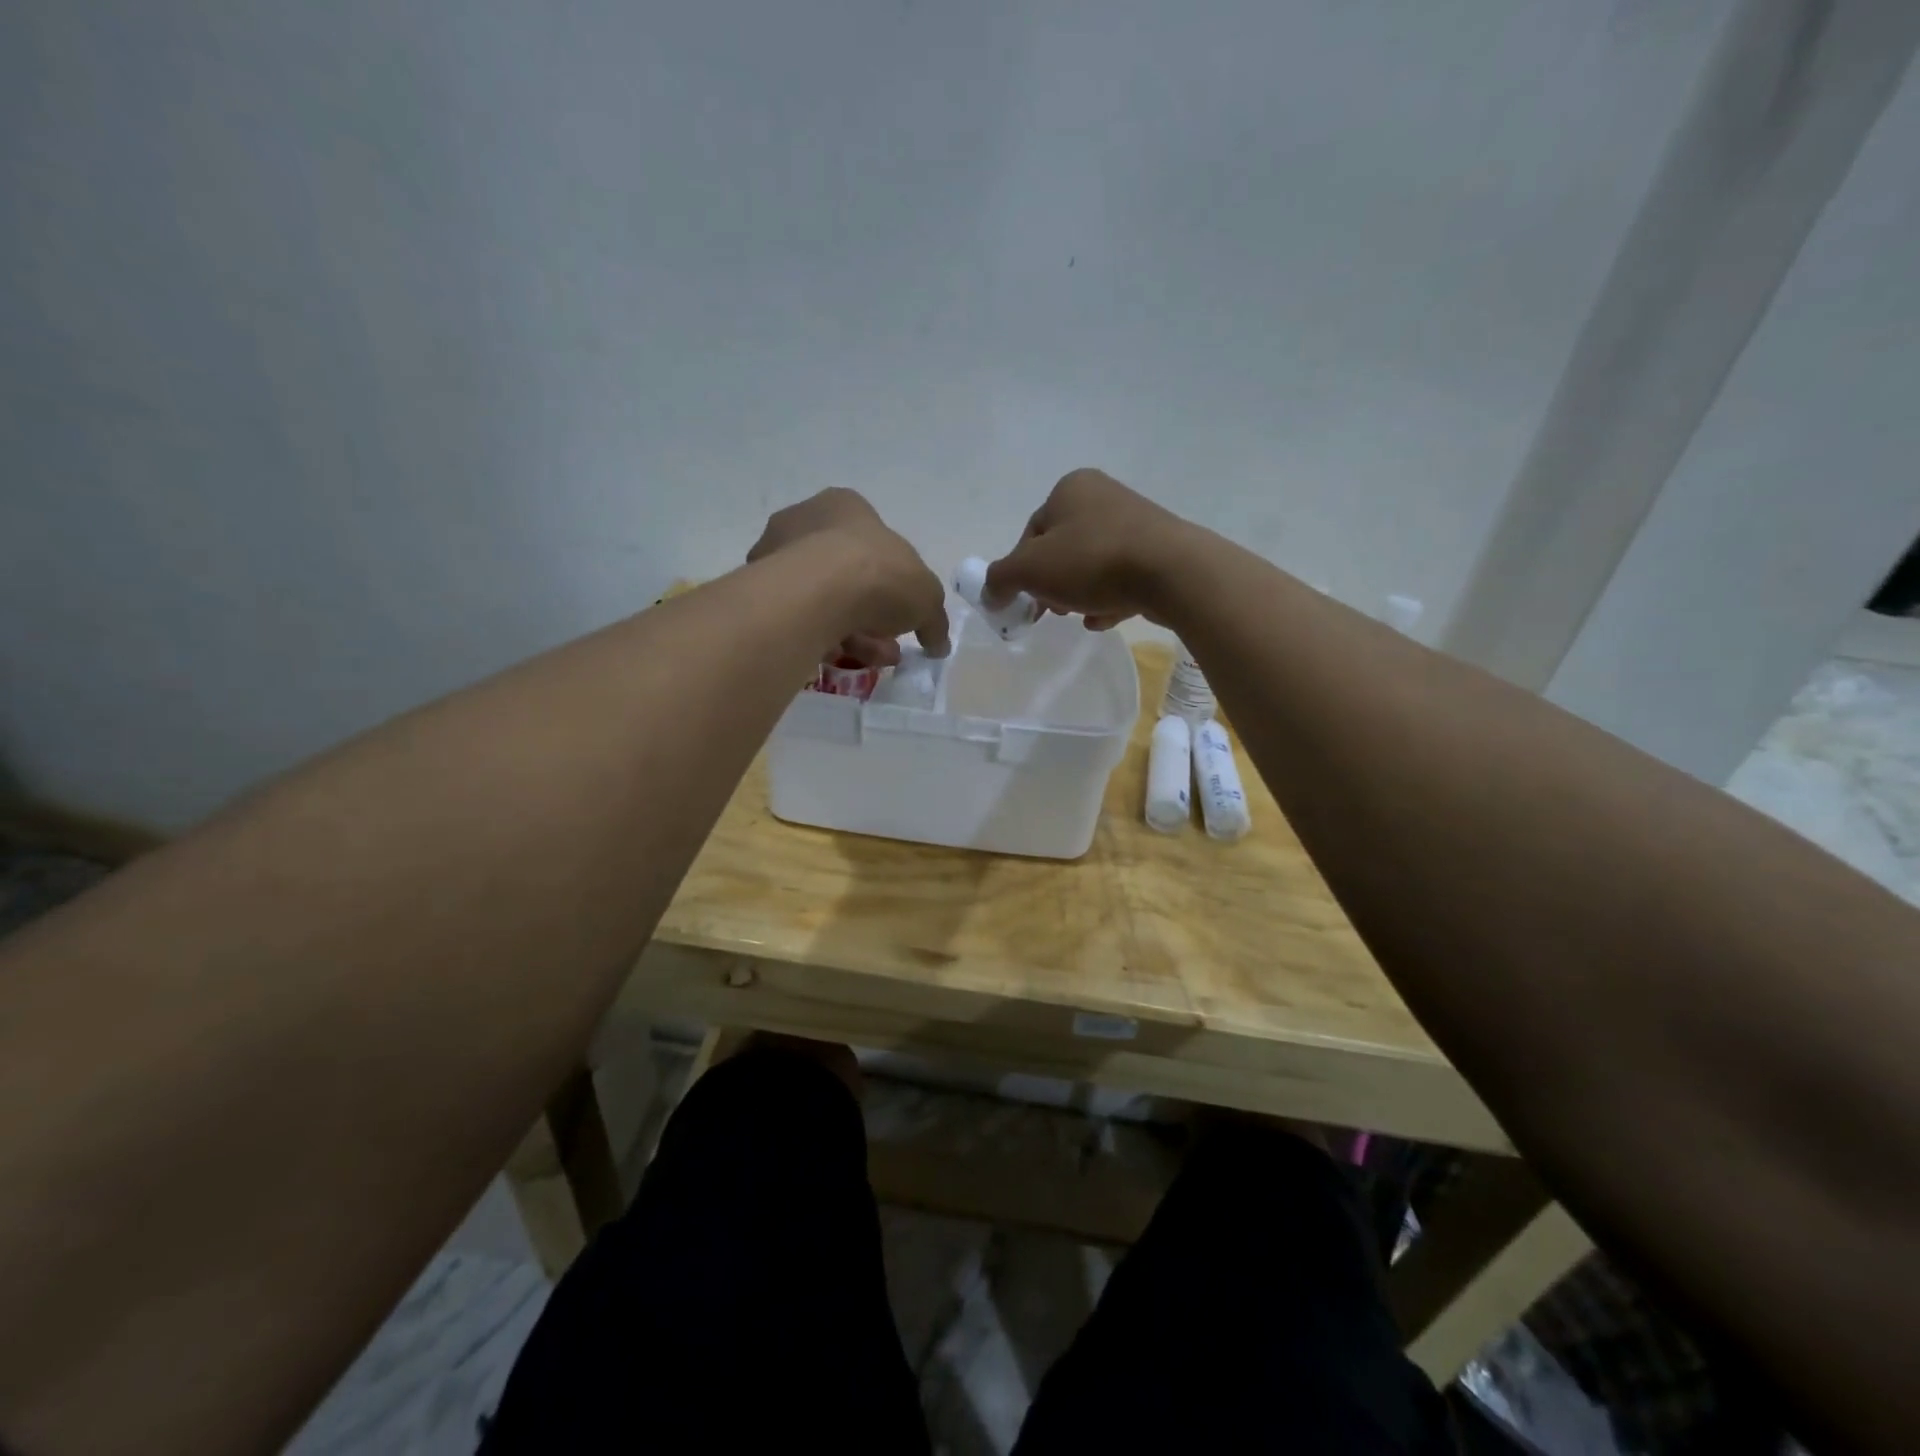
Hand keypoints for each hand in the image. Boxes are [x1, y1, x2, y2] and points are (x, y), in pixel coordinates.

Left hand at [748, 488, 950, 664]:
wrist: (819, 593)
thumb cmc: (878, 575)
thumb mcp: (926, 597)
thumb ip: (934, 619)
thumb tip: (939, 642)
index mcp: (845, 506)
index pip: (873, 541)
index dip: (894, 581)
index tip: (903, 614)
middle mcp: (805, 521)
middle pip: (846, 573)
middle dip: (873, 614)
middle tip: (889, 645)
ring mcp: (775, 555)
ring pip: (822, 599)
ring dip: (852, 631)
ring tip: (872, 659)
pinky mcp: (759, 591)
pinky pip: (798, 617)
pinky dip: (821, 638)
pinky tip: (839, 660)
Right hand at [983, 469, 1202, 629]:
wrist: (1171, 572)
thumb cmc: (1092, 560)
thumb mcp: (1030, 569)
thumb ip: (1000, 579)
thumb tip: (989, 593)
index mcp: (1070, 488)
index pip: (1031, 533)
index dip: (1021, 570)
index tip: (1025, 600)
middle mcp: (1103, 496)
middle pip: (1061, 549)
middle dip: (1052, 584)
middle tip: (1050, 611)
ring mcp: (1135, 522)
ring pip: (1091, 565)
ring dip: (1078, 594)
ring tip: (1079, 617)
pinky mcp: (1158, 550)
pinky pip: (1121, 576)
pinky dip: (1108, 598)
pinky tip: (1104, 619)